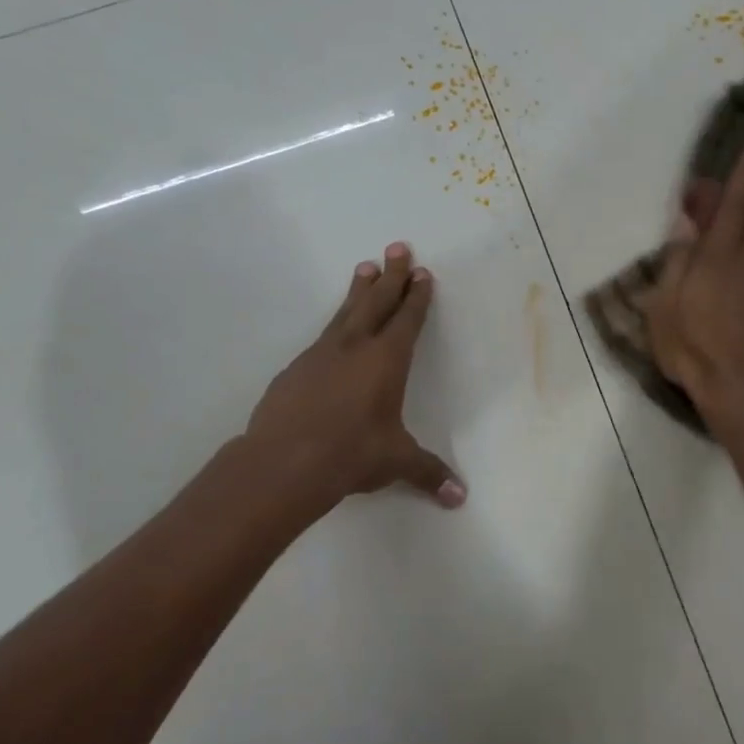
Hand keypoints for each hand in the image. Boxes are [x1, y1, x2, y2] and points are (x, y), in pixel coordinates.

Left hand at [244, 241, 465, 511]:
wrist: (284, 462)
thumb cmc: (351, 454)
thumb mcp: (396, 462)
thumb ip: (428, 473)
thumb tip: (460, 497)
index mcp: (386, 361)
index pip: (407, 320)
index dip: (416, 297)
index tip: (421, 273)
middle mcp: (355, 348)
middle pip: (377, 302)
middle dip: (391, 275)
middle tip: (397, 247)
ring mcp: (321, 355)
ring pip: (345, 312)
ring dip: (359, 290)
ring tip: (364, 267)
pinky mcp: (295, 369)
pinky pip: (322, 338)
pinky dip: (334, 326)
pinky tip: (333, 333)